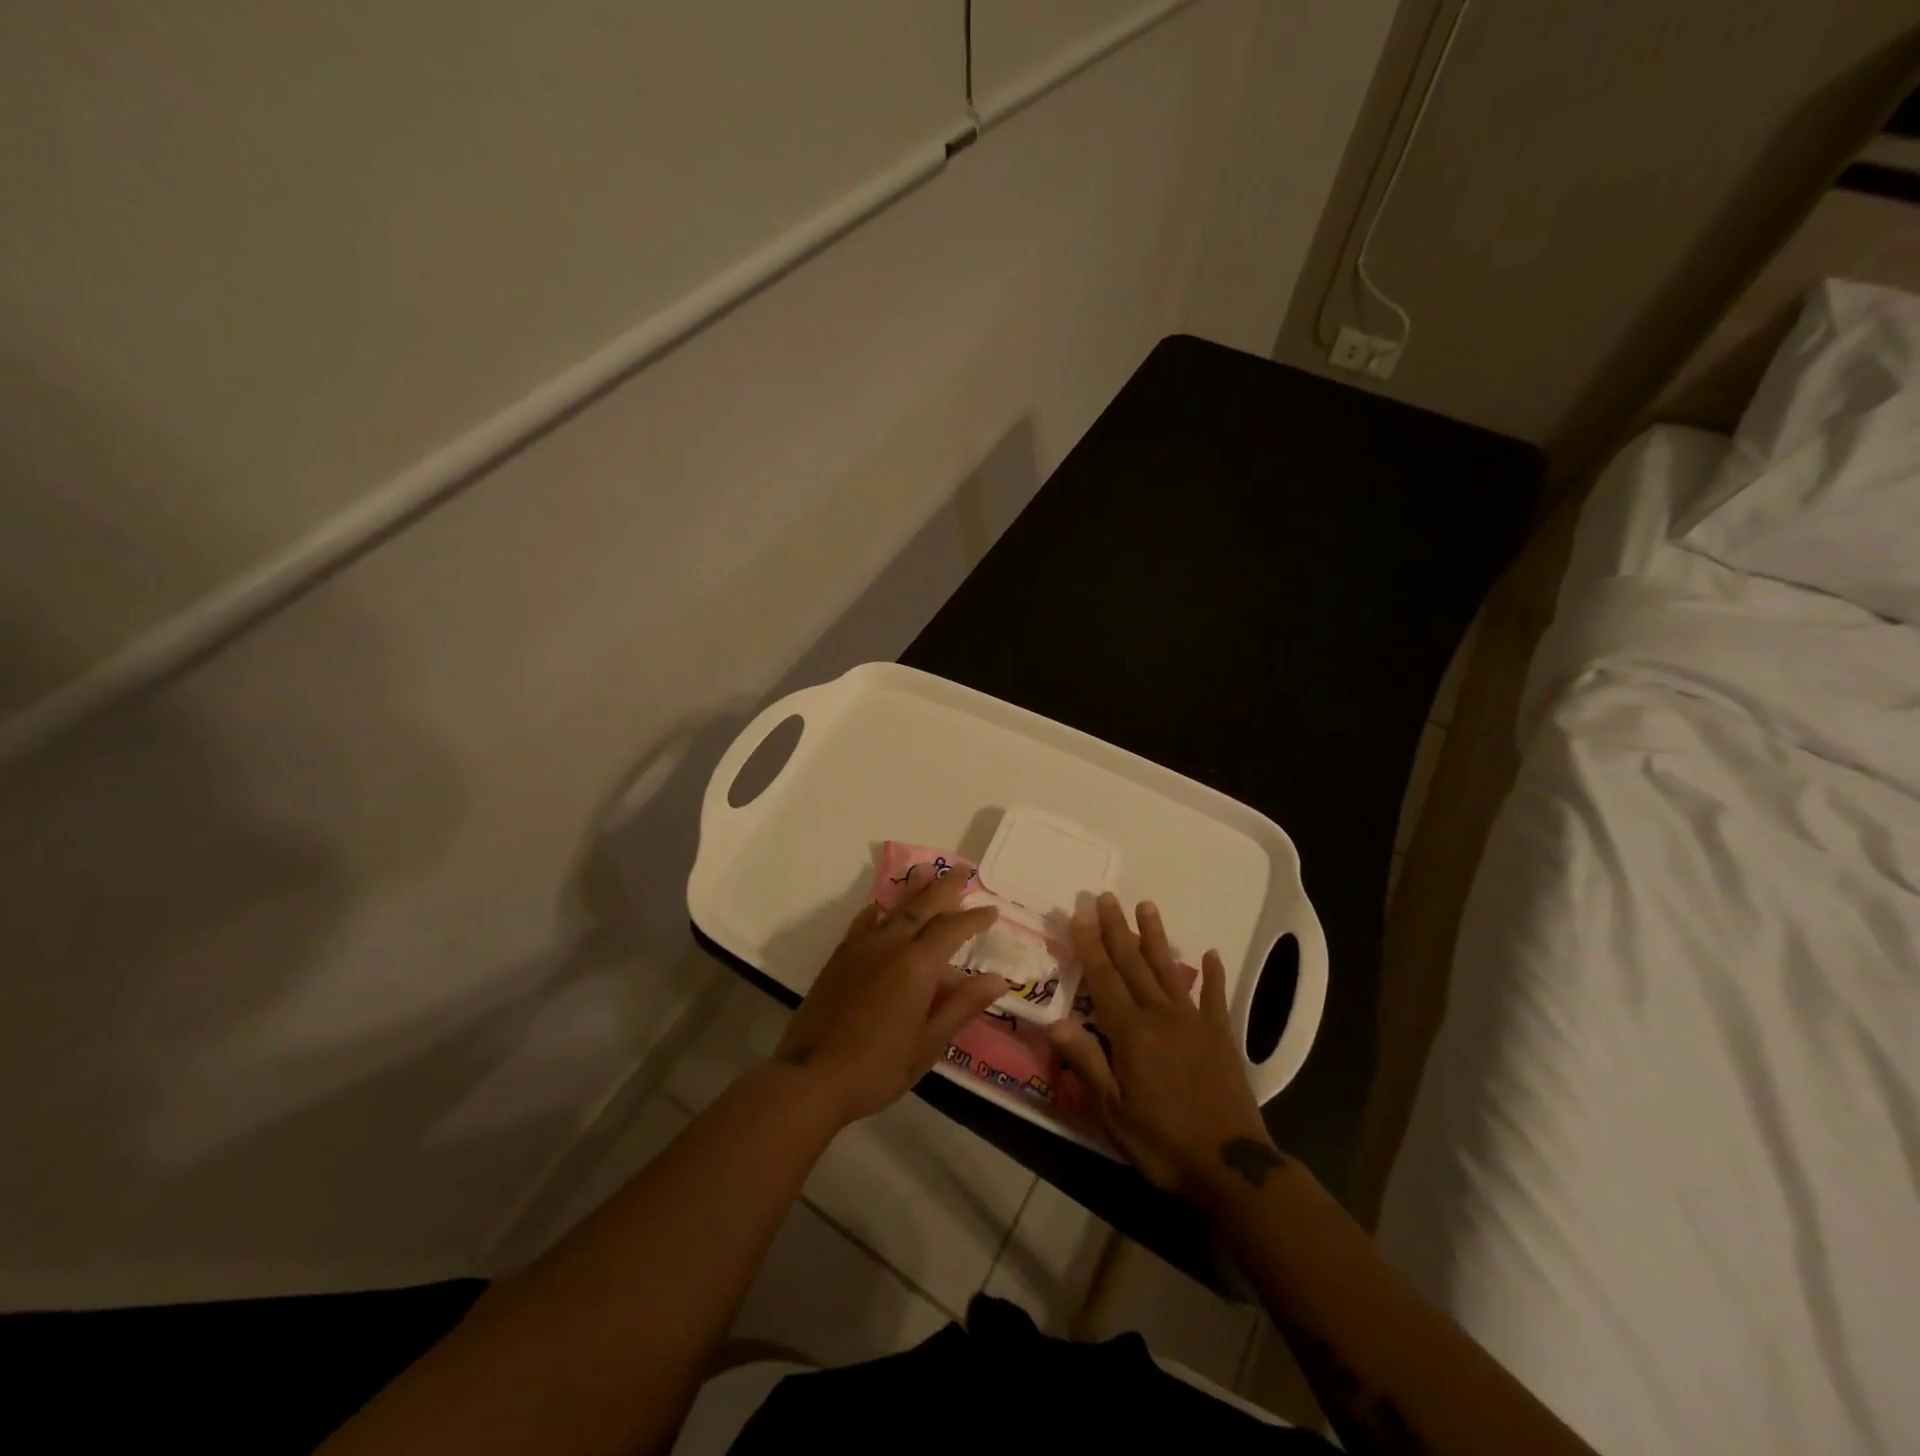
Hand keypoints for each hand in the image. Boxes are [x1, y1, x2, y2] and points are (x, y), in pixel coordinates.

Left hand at [774, 865, 1009, 1125]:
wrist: (812, 1077)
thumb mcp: (929, 1043)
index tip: (993, 910)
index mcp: (917, 965)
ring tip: (927, 870)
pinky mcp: (839, 958)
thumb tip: (998, 979)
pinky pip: (863, 922)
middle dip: (945, 887)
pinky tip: (881, 907)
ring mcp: (861, 949)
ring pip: (893, 908)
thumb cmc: (879, 1066)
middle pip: (922, 906)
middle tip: (963, 870)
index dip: (974, 918)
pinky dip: (878, 910)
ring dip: (913, 889)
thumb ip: (963, 1005)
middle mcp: (890, 946)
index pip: (952, 929)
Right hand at [1047, 893, 1273, 1193]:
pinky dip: (1212, 974)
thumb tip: (1057, 1022)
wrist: (1231, 1166)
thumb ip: (1086, 1063)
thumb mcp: (1113, 1113)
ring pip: (1169, 970)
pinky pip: (1214, 998)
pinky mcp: (1221, 1036)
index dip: (1090, 945)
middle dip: (1117, 929)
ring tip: (1146, 905)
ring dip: (1156, 937)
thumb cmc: (1163, 1142)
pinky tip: (1210, 953)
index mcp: (1131, 1033)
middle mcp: (1161, 1016)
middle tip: (1106, 896)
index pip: (1104, 979)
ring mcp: (1194, 1022)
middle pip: (1133, 964)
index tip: (1081, 913)